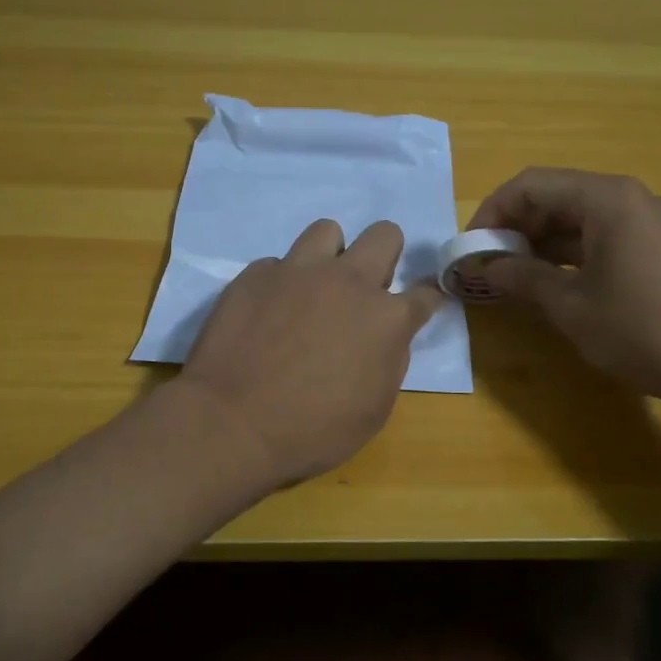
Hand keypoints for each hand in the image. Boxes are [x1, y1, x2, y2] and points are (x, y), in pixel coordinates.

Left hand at [175, 219, 442, 490]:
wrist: (233, 423)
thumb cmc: (313, 431)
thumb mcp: (373, 410)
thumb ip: (388, 363)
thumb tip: (386, 339)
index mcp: (386, 319)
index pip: (426, 293)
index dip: (427, 298)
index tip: (420, 304)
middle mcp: (348, 282)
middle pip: (384, 234)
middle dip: (385, 254)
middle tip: (366, 287)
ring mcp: (299, 271)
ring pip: (327, 230)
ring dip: (330, 255)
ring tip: (314, 287)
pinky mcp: (256, 274)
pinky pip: (277, 264)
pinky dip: (280, 283)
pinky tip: (267, 311)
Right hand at [469, 168, 660, 409]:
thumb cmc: (640, 331)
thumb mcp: (570, 306)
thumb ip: (521, 277)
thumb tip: (483, 267)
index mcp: (607, 199)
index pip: (532, 185)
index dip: (493, 212)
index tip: (471, 247)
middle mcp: (630, 197)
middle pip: (556, 195)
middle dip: (516, 226)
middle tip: (488, 263)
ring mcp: (649, 220)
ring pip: (578, 216)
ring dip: (541, 241)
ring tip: (512, 275)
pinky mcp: (659, 245)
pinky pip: (602, 234)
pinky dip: (570, 251)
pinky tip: (551, 280)